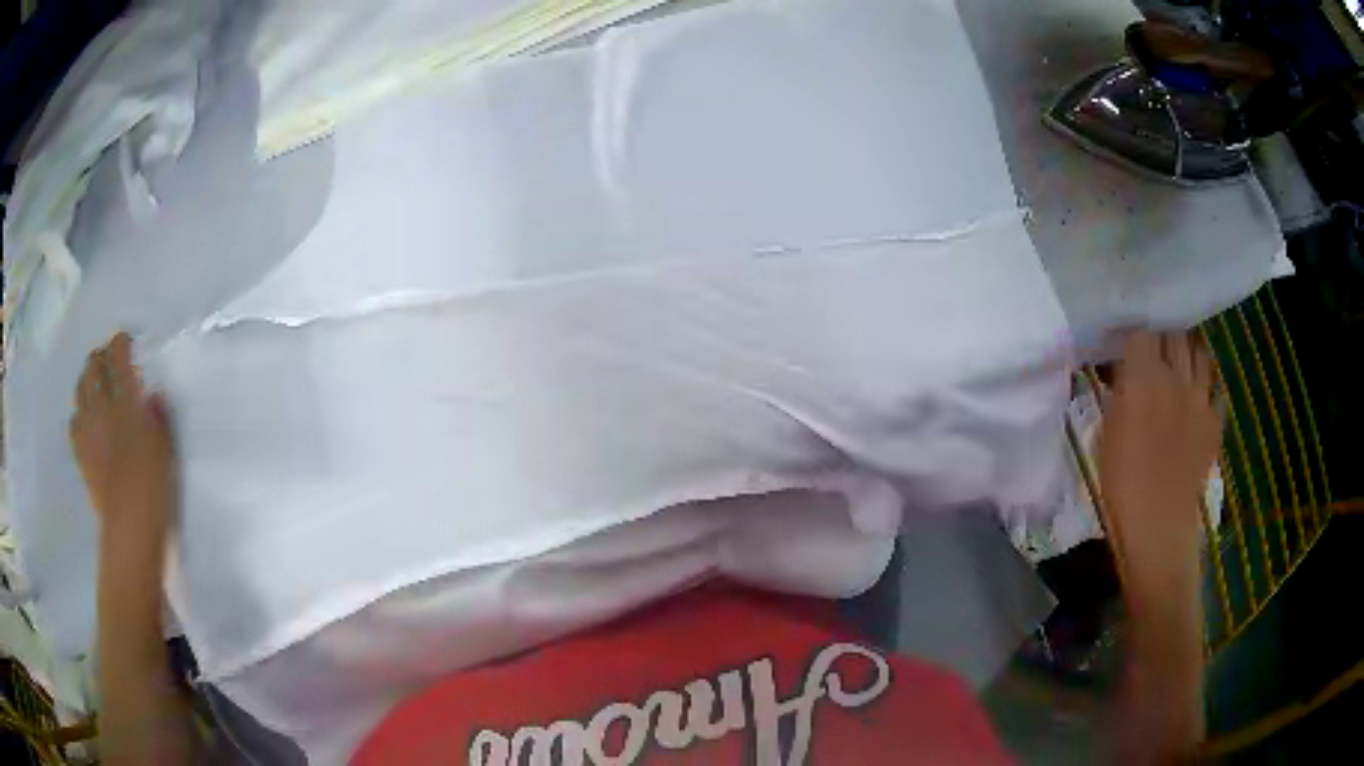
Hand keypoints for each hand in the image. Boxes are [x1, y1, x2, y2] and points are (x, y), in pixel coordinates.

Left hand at [70, 333, 177, 545]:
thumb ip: (158, 415)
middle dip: (100, 358)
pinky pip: (74, 421)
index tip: (128, 344)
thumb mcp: (165, 447)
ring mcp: (88, 429)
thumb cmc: (154, 485)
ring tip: (96, 388)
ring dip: (87, 381)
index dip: (121, 342)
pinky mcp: (81, 452)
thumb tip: (152, 396)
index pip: (117, 353)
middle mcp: (101, 405)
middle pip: (93, 366)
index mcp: (125, 399)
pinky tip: (87, 421)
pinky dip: (79, 414)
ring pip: (80, 389)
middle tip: (110, 363)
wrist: (131, 527)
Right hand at [1099, 331, 1219, 591]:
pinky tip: (1196, 396)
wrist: (1158, 527)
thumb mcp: (1105, 434)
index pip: (1141, 332)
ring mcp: (1200, 398)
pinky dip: (1205, 383)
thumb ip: (1119, 393)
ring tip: (1178, 361)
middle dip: (1162, 336)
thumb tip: (1121, 371)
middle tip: (1153, 348)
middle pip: (1173, 335)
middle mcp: (1175, 378)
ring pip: (1198, 352)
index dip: (1134, 334)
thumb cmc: (1121, 485)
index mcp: (1142, 379)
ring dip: (1187, 351)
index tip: (1126, 343)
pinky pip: (1213, 387)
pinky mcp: (1214, 420)